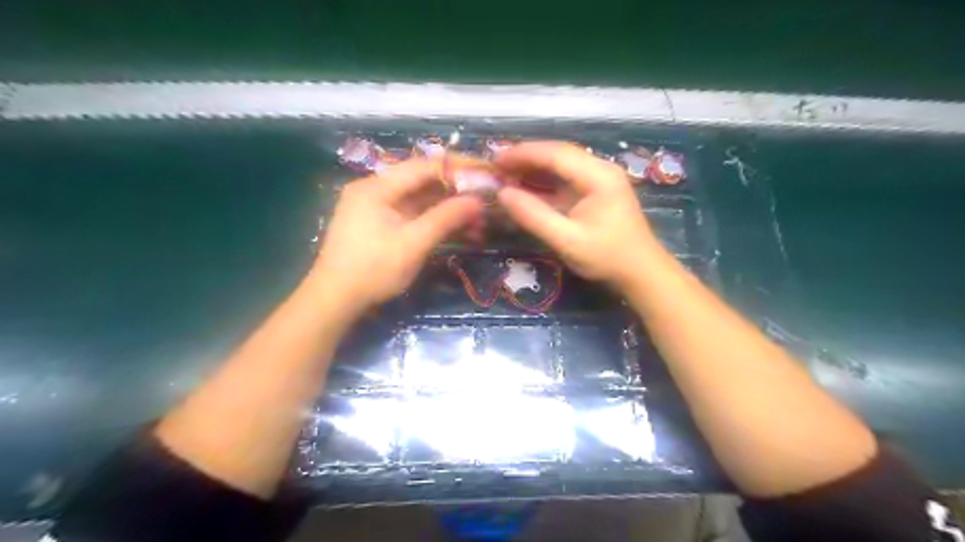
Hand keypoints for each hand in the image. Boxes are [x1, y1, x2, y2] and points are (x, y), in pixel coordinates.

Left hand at [314, 162, 482, 310]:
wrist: (334, 300)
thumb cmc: (373, 270)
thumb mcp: (413, 244)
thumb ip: (445, 218)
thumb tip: (477, 201)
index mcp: (377, 187)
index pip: (424, 167)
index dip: (457, 167)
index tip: (485, 171)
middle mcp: (375, 190)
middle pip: (422, 181)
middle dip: (455, 191)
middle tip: (485, 199)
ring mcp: (376, 207)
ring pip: (419, 200)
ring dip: (447, 208)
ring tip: (477, 221)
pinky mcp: (379, 224)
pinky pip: (412, 214)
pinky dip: (434, 220)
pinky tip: (457, 229)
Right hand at [498, 141, 663, 287]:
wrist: (641, 273)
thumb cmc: (607, 257)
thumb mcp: (567, 240)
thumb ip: (534, 216)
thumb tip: (503, 194)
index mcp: (598, 176)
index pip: (555, 154)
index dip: (523, 154)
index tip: (495, 160)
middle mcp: (600, 169)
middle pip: (558, 154)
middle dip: (526, 159)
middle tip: (496, 168)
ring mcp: (600, 180)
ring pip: (561, 165)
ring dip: (533, 169)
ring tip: (505, 175)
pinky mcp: (596, 192)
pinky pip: (566, 180)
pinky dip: (544, 182)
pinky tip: (526, 188)